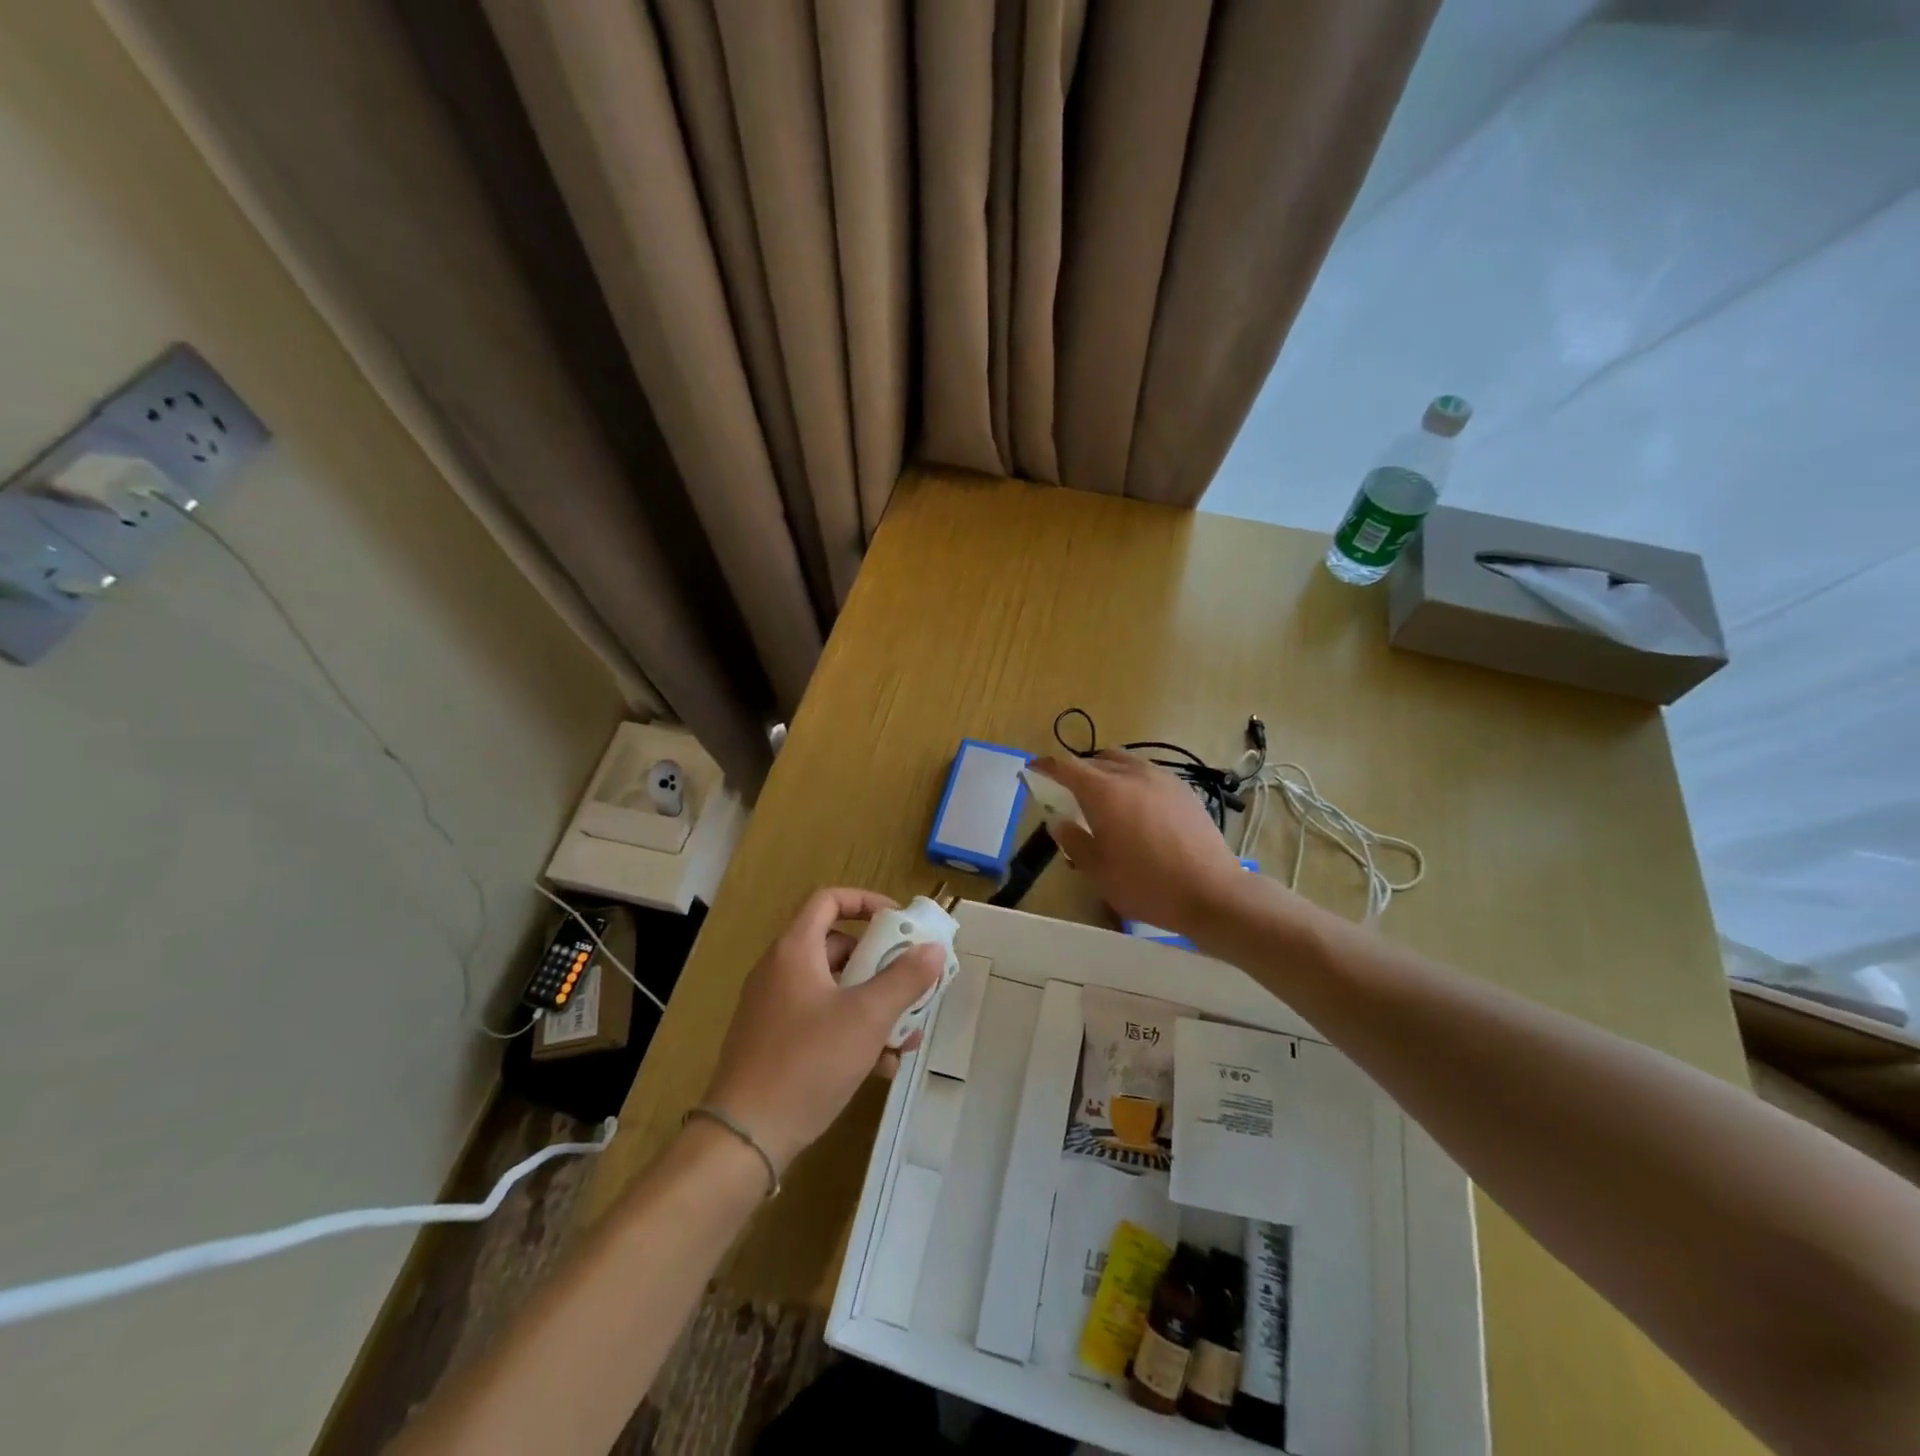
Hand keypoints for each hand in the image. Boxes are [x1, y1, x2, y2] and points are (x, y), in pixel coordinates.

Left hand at [702, 888, 943, 1172]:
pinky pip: (821, 1021)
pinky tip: (881, 1067)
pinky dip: (852, 1032)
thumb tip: (934, 950)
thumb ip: (904, 979)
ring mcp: (775, 1009)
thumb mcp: (867, 1017)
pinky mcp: (775, 1042)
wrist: (744, 1138)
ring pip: (835, 990)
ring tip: (906, 1036)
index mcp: (795, 950)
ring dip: (873, 1006)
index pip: (829, 900)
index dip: (866, 902)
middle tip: (912, 983)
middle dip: (881, 966)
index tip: (900, 921)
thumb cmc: (808, 1063)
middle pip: (838, 948)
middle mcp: (780, 971)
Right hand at [1029, 750, 1252, 936]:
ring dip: (1106, 772)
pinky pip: (1148, 774)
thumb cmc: (1147, 885)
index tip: (1034, 770)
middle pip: (1096, 760)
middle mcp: (1132, 775)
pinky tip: (1136, 807)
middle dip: (1077, 771)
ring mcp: (1162, 779)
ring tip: (1102, 796)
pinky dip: (1132, 781)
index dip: (1047, 766)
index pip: (1067, 766)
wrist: (1212, 893)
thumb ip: (1074, 842)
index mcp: (1105, 791)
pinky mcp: (1184, 791)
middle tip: (1067, 792)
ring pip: (1125, 763)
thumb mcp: (1099, 871)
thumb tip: (1061, 823)